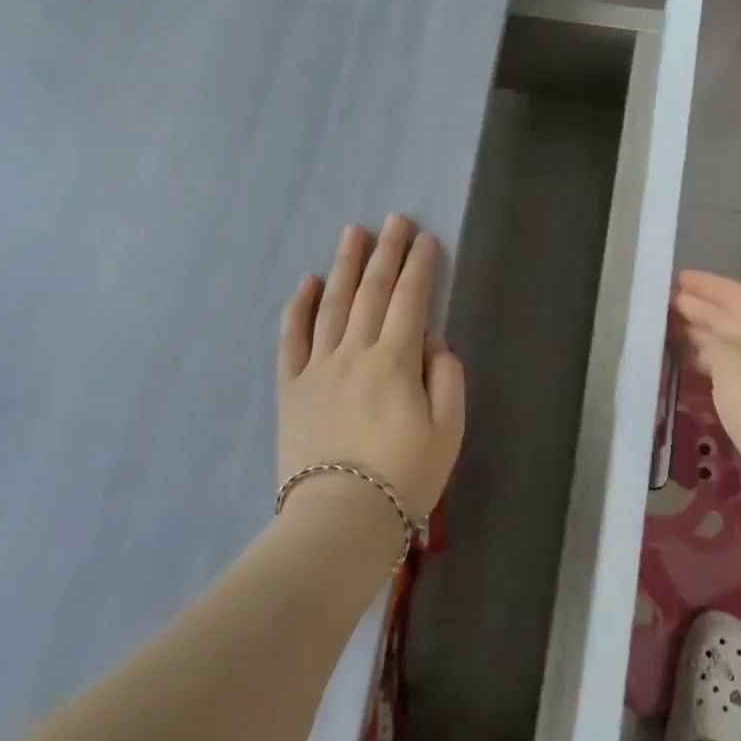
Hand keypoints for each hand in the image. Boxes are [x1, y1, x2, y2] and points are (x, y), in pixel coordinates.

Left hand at [278, 217, 465, 524]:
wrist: (341, 521)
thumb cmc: (405, 477)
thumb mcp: (449, 431)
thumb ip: (447, 378)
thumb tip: (434, 342)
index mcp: (396, 361)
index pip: (411, 300)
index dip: (421, 266)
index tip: (426, 238)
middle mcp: (355, 353)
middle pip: (373, 291)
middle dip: (387, 252)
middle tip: (394, 219)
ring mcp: (318, 367)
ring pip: (332, 304)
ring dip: (345, 265)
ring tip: (353, 233)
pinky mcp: (291, 388)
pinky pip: (291, 338)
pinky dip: (298, 306)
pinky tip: (307, 282)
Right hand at [672, 270, 740, 499]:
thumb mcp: (732, 366)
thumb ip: (713, 341)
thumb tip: (704, 337)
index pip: (736, 295)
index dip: (707, 285)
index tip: (677, 279)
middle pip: (734, 316)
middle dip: (700, 306)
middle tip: (665, 302)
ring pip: (733, 341)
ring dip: (703, 331)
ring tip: (671, 328)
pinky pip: (734, 364)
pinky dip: (711, 357)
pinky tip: (694, 363)